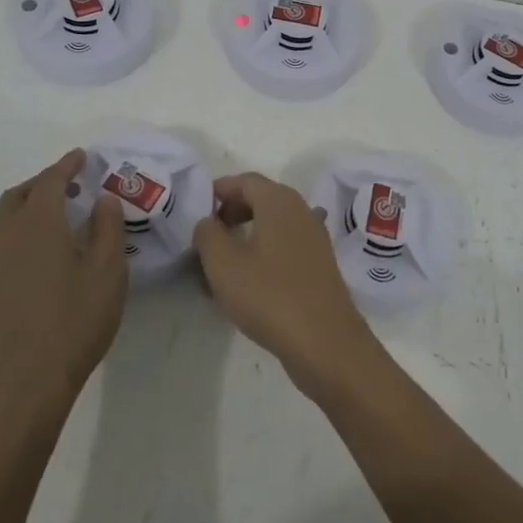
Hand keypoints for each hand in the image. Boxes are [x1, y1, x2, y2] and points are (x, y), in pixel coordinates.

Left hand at [0, 148, 128, 420]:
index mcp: (39, 224)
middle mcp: (11, 235)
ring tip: (60, 210)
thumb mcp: (108, 271)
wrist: (28, 378)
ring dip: (30, 202)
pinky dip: (24, 225)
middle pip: (20, 194)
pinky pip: (6, 238)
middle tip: (71, 182)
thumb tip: (103, 199)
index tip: (83, 156)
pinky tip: (46, 245)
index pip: (51, 182)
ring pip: (8, 216)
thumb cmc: (75, 320)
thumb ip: (108, 229)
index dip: (67, 166)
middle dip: (44, 181)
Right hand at [193, 172, 381, 399]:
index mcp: (279, 201)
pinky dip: (264, 252)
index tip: (197, 209)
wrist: (325, 342)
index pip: (245, 180)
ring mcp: (314, 238)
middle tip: (208, 234)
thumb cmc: (269, 295)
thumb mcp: (223, 263)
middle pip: (261, 198)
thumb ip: (207, 233)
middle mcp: (301, 211)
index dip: (219, 190)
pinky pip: (285, 246)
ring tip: (223, 261)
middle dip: (232, 211)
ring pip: (273, 224)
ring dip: (247, 234)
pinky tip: (249, 281)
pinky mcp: (320, 265)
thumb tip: (208, 222)